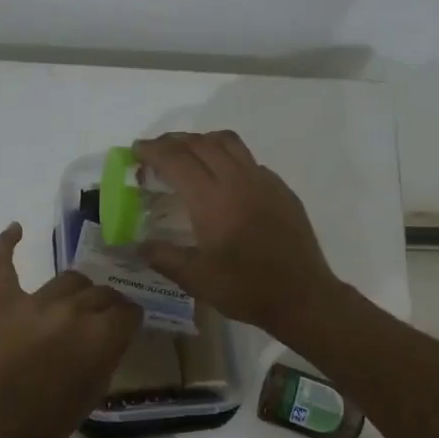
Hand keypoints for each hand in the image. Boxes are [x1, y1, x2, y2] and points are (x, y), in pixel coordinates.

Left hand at [0, 223, 140, 437]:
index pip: (129, 310)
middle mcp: (74, 308)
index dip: (129, 319)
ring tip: (74, 304)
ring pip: (69, 279)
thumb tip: (114, 331)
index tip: (126, 327)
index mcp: (103, 333)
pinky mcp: (3, 302)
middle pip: (101, 292)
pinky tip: (16, 228)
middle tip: (99, 323)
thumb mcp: (98, 389)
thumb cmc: (53, 417)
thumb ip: (110, 352)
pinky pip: (2, 265)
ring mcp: (36, 301)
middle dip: (107, 306)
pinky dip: (5, 245)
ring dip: (77, 291)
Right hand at [132, 131, 341, 337]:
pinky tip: (223, 179)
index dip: (153, 150)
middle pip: (200, 143)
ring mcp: (263, 181)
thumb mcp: (196, 279)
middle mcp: (237, 180)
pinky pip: (249, 160)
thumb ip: (163, 256)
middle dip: (173, 141)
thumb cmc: (246, 288)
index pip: (176, 159)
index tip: (136, 151)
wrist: (302, 296)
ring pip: (228, 143)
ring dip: (202, 141)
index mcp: (212, 199)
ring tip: (187, 153)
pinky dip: (228, 157)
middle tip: (155, 151)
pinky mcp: (281, 189)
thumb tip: (138, 245)